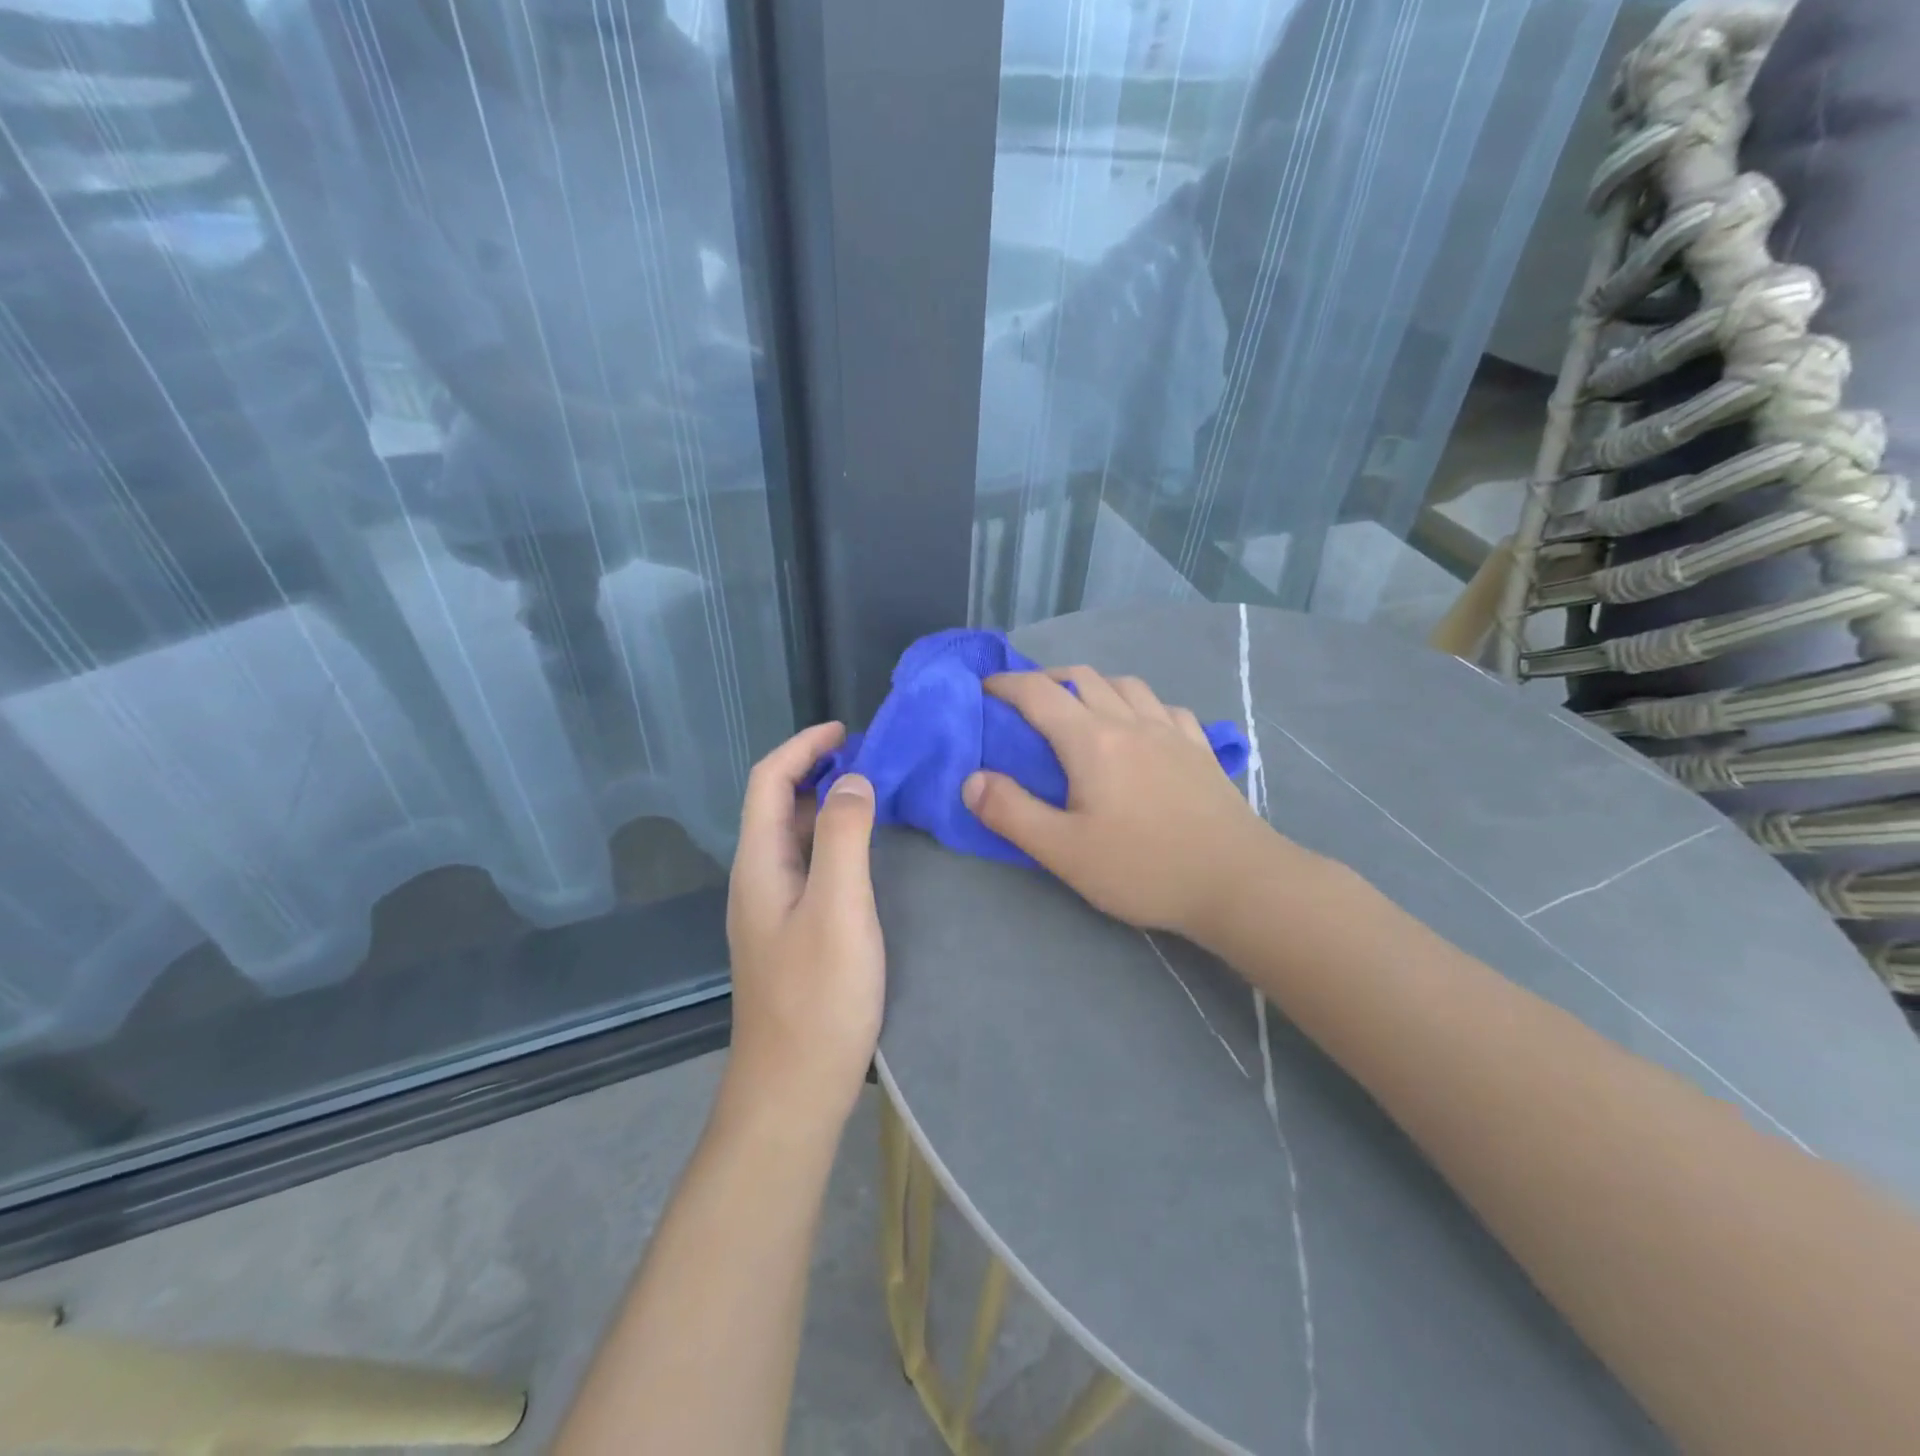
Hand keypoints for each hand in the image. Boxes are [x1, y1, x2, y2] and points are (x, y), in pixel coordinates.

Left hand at [725, 722, 883, 1120]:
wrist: (793, 1090)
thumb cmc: (818, 997)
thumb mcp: (838, 908)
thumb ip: (842, 837)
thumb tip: (851, 779)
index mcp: (758, 865)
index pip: (768, 781)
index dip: (802, 747)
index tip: (847, 731)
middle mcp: (756, 880)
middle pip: (776, 805)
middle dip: (816, 771)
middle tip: (871, 761)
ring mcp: (771, 910)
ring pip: (793, 837)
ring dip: (825, 806)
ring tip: (874, 796)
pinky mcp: (789, 933)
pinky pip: (807, 866)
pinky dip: (832, 841)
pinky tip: (864, 853)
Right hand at [962, 667, 1283, 939]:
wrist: (1238, 882)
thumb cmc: (1143, 868)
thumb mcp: (1063, 851)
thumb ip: (1011, 812)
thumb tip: (972, 779)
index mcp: (1092, 740)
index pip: (1038, 694)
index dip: (1005, 685)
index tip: (983, 689)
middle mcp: (1130, 721)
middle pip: (1083, 678)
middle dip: (1046, 679)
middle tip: (1025, 701)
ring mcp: (1172, 731)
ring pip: (1126, 685)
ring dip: (1094, 685)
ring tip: (1080, 709)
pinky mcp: (1201, 749)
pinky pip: (1164, 707)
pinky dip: (1139, 704)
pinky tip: (1141, 726)